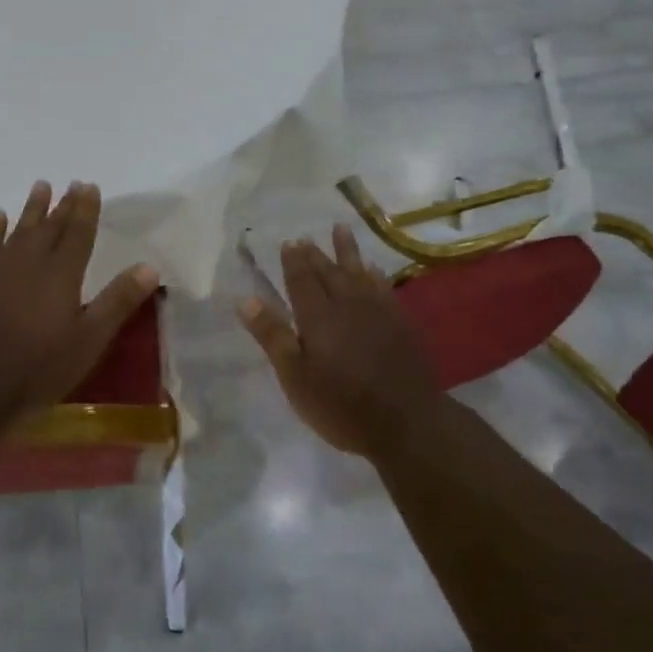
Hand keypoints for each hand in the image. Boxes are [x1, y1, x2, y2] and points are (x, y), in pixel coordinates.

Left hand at [0, 181, 159, 419]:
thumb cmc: (37, 369)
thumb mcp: (88, 341)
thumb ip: (117, 301)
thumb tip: (149, 266)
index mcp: (61, 274)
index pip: (78, 233)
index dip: (86, 209)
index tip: (90, 186)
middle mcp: (29, 261)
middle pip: (50, 226)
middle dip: (63, 204)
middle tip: (72, 183)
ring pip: (18, 228)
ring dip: (31, 207)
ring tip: (41, 186)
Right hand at [238, 225, 438, 456]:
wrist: (406, 422)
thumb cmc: (341, 404)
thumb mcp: (295, 376)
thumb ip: (272, 336)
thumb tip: (245, 299)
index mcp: (317, 316)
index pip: (301, 280)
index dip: (293, 261)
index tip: (288, 242)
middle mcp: (347, 304)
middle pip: (328, 272)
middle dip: (315, 254)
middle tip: (306, 237)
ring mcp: (377, 312)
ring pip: (358, 272)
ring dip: (347, 251)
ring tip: (341, 229)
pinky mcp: (400, 323)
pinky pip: (383, 287)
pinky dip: (375, 274)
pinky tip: (373, 269)